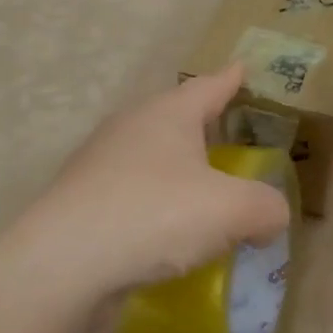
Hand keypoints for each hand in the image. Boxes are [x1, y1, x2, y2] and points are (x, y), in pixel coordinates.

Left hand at [4, 63, 291, 306]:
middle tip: (229, 137)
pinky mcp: (81, 202)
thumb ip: (265, 208)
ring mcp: (99, 164)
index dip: (231, 80)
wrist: (61, 263)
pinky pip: (131, 193)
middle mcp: (131, 128)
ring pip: (151, 157)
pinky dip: (155, 205)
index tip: (242, 68)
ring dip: (177, 170)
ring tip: (202, 191)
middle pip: (175, 117)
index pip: (209, 86)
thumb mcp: (231, 210)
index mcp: (168, 113)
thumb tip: (270, 216)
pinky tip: (167, 234)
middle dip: (203, 125)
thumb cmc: (154, 215)